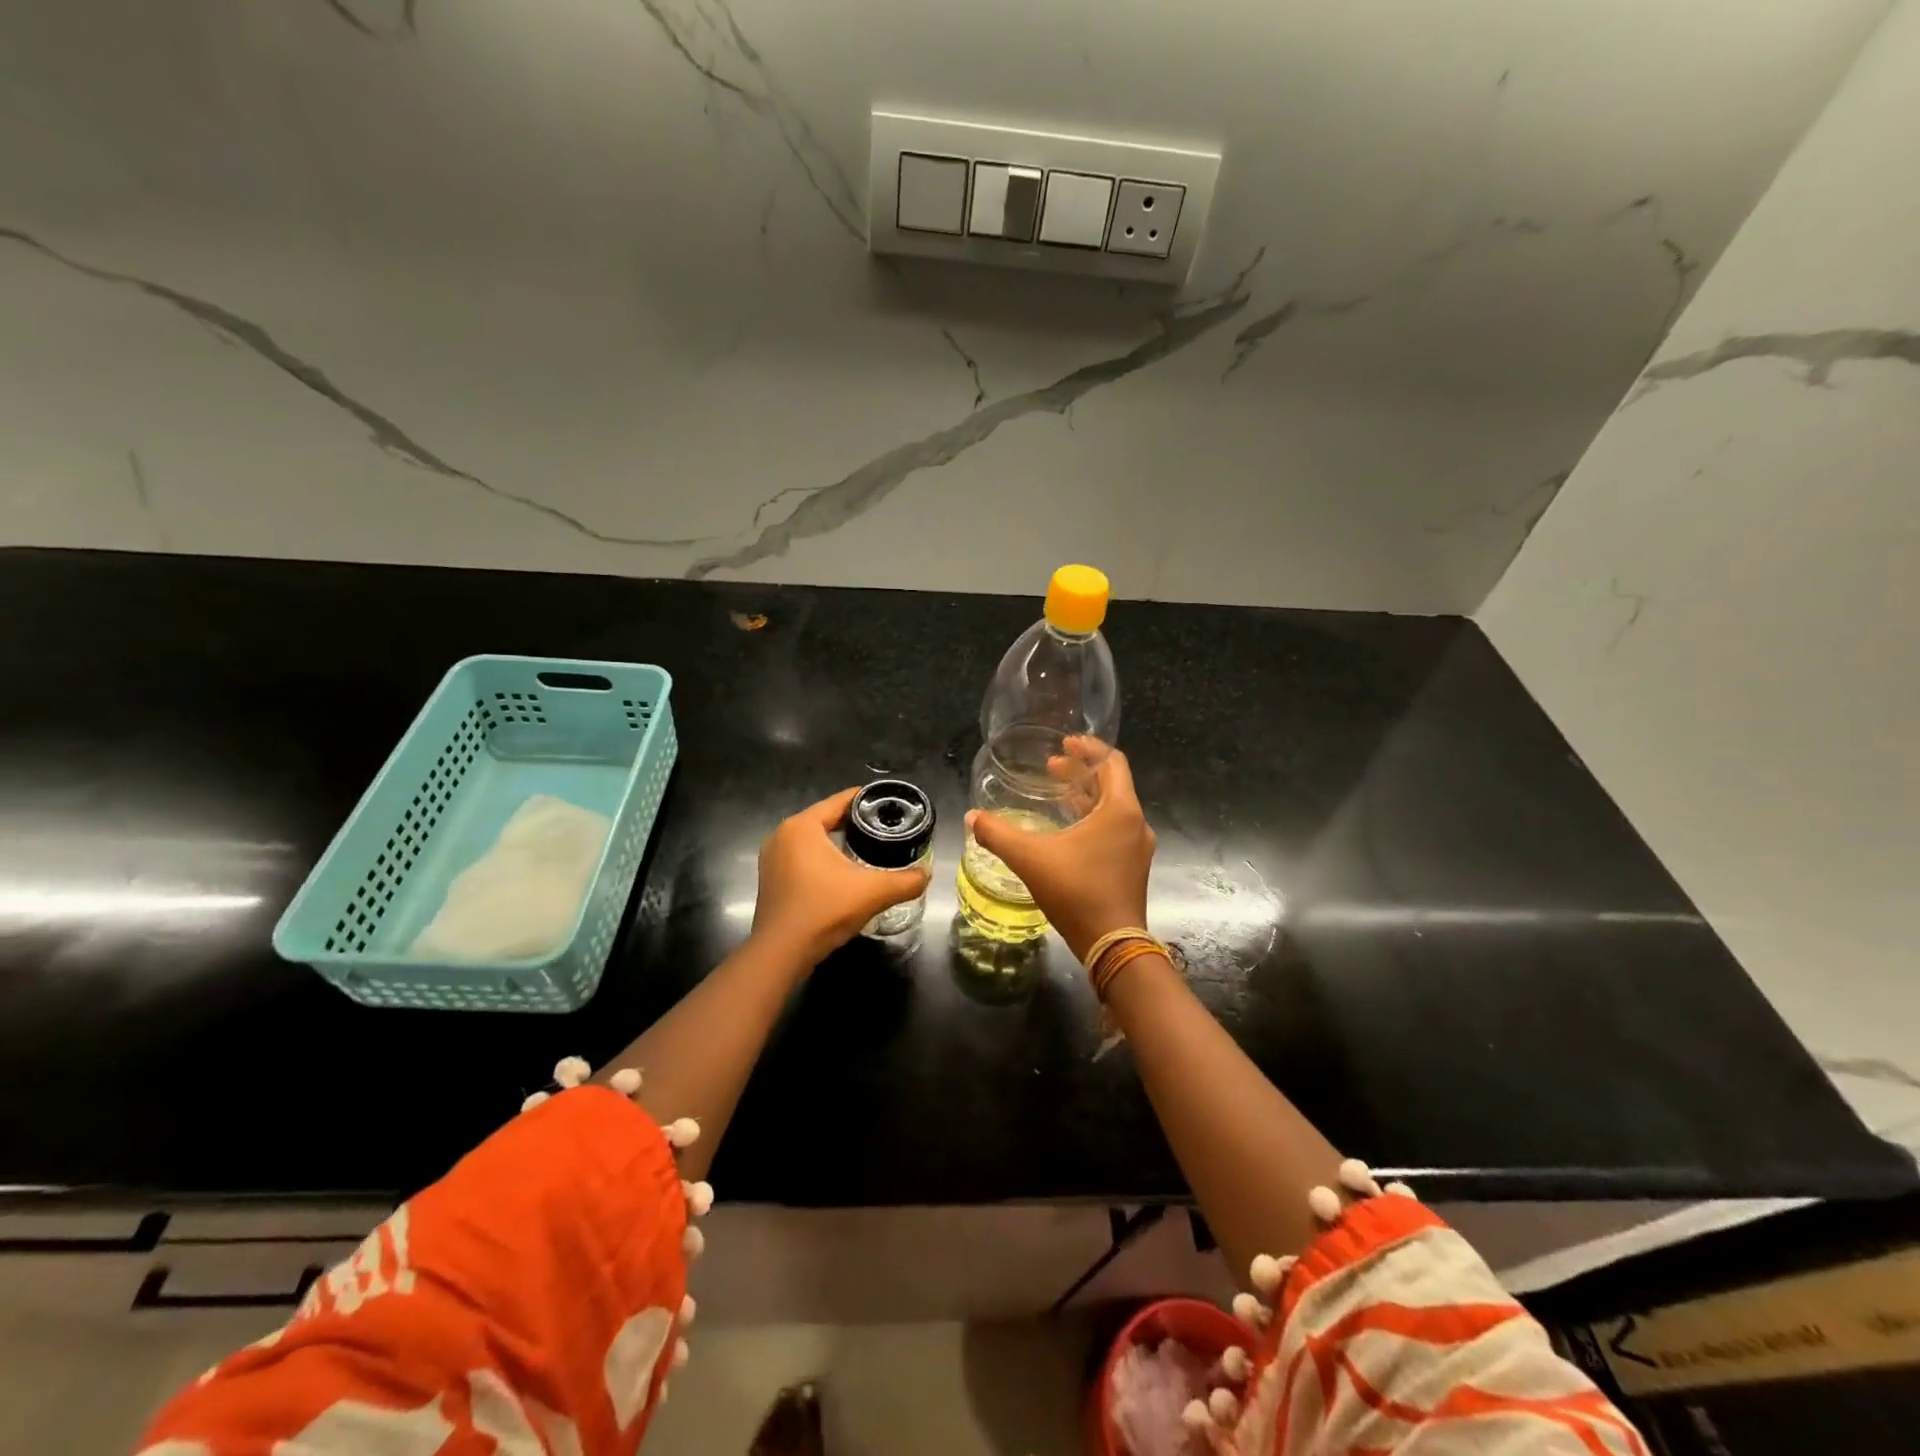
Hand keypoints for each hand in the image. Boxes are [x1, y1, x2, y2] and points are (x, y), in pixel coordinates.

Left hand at [752, 788, 931, 963]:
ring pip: (814, 839)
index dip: (868, 800)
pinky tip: (843, 872)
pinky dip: (823, 859)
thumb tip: (926, 875)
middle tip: (885, 830)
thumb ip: (905, 881)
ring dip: (838, 842)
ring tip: (869, 849)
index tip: (891, 806)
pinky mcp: (771, 878)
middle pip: (827, 818)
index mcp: (802, 826)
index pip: (841, 801)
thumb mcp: (872, 892)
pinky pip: (803, 857)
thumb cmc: (823, 911)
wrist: (781, 953)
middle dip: (856, 823)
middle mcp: (783, 834)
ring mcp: (772, 857)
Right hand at [967, 744, 1155, 962]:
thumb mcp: (1030, 858)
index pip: (1112, 762)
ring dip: (1086, 796)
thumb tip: (972, 817)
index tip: (1066, 742)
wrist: (1113, 945)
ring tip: (1057, 794)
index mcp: (1120, 810)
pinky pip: (1114, 830)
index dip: (1089, 748)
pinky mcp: (1133, 868)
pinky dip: (1093, 819)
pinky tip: (1068, 831)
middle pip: (1112, 784)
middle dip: (1081, 772)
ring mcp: (1137, 847)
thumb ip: (998, 834)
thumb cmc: (1077, 892)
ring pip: (1113, 809)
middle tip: (1052, 766)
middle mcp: (1135, 823)